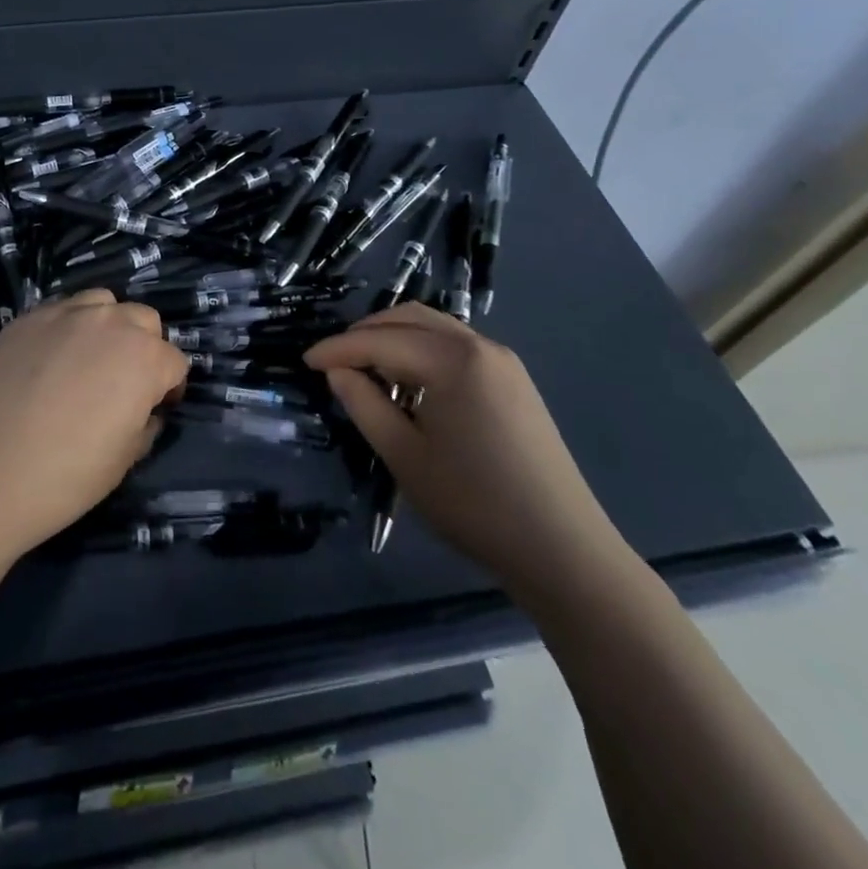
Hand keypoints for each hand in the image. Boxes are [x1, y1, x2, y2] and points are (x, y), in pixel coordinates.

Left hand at [0, 290, 189, 560]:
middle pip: (143, 320)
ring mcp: (64, 314)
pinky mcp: (25, 318)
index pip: (175, 362)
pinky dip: (67, 328)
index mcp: (144, 358)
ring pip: (101, 303)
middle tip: (123, 382)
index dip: (169, 388)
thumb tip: (145, 411)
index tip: (155, 409)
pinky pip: (60, 311)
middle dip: (143, 347)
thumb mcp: (123, 461)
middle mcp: (109, 323)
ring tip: (87, 360)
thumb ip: (145, 425)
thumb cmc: (64, 476)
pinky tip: (49, 360)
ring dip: (106, 326)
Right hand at [305, 305, 629, 597]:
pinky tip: (408, 381)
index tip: (304, 360)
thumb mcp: (404, 455)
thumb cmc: (474, 503)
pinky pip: (455, 347)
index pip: (381, 340)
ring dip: (394, 338)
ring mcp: (503, 361)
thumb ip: (364, 404)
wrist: (563, 549)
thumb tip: (338, 372)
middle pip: (409, 318)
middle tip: (332, 360)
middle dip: (365, 333)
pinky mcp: (514, 381)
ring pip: (434, 328)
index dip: (338, 349)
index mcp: (453, 360)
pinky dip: (421, 351)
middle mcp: (480, 346)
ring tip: (364, 368)